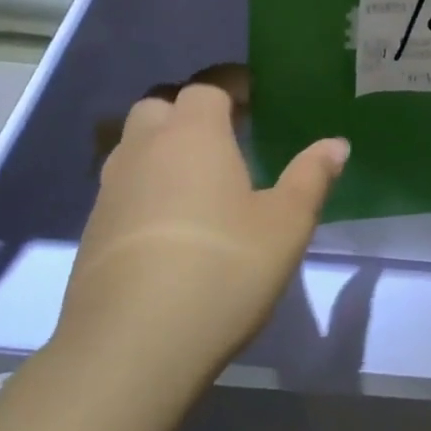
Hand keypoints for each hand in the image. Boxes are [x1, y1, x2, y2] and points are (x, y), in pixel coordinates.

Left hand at [57, 67, 347, 389]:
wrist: (133, 344)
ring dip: (164, 148)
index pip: (207, 88)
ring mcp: (111, 191)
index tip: (255, 95)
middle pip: (159, 107)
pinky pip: (124, 187)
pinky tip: (174, 224)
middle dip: (190, 111)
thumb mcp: (286, 224)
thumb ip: (311, 177)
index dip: (231, 86)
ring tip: (201, 178)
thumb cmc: (224, 268)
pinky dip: (148, 187)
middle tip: (226, 135)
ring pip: (135, 147)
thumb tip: (336, 144)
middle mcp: (145, 151)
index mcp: (194, 136)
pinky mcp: (93, 231)